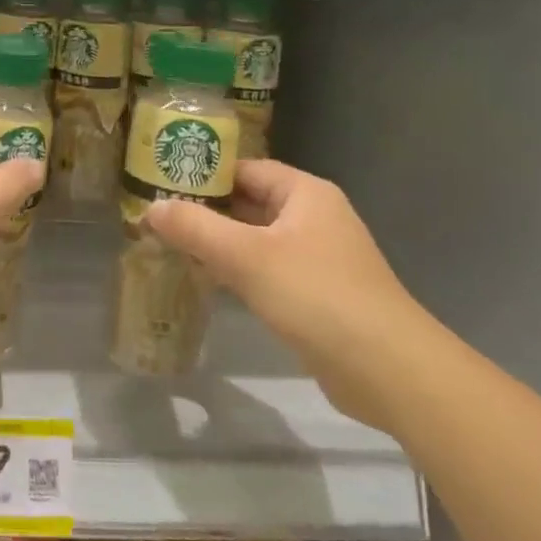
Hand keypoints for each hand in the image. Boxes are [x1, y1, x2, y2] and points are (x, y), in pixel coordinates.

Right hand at [147, 159, 441, 430]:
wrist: (390, 372)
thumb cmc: (317, 296)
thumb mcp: (246, 256)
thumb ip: (195, 228)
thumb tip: (149, 209)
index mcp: (305, 193)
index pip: (244, 168)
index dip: (202, 173)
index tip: (160, 183)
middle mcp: (314, 217)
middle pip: (249, 202)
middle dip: (205, 210)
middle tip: (157, 216)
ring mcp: (318, 257)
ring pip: (255, 238)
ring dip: (218, 242)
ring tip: (170, 245)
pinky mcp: (317, 294)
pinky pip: (267, 269)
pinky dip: (237, 270)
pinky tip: (205, 280)